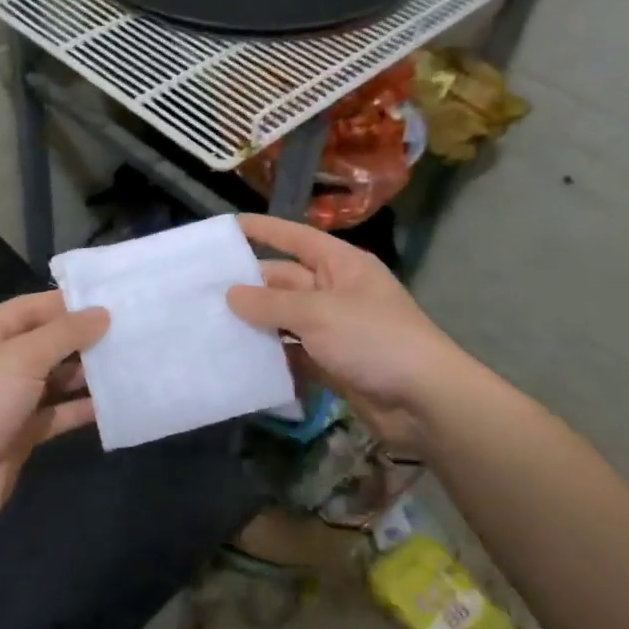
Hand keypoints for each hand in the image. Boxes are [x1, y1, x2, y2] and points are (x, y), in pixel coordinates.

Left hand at [0, 291, 109, 528]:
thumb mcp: (21, 358)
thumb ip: (64, 334)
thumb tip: (102, 313)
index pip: (30, 308)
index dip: (67, 303)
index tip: (111, 300)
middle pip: (45, 343)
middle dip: (82, 338)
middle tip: (129, 331)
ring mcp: (8, 400)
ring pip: (54, 378)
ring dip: (86, 373)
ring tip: (129, 363)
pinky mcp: (21, 432)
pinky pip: (57, 413)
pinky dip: (81, 408)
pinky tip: (114, 403)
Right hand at [227, 214, 464, 454]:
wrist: (424, 400)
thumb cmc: (374, 339)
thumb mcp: (318, 313)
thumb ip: (271, 303)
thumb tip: (231, 294)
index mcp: (341, 265)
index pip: (296, 238)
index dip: (264, 230)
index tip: (227, 228)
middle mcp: (336, 292)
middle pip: (285, 281)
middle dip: (249, 285)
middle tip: (203, 291)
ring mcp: (334, 330)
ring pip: (285, 320)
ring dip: (256, 323)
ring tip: (211, 324)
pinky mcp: (332, 363)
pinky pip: (293, 352)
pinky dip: (271, 356)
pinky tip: (239, 359)